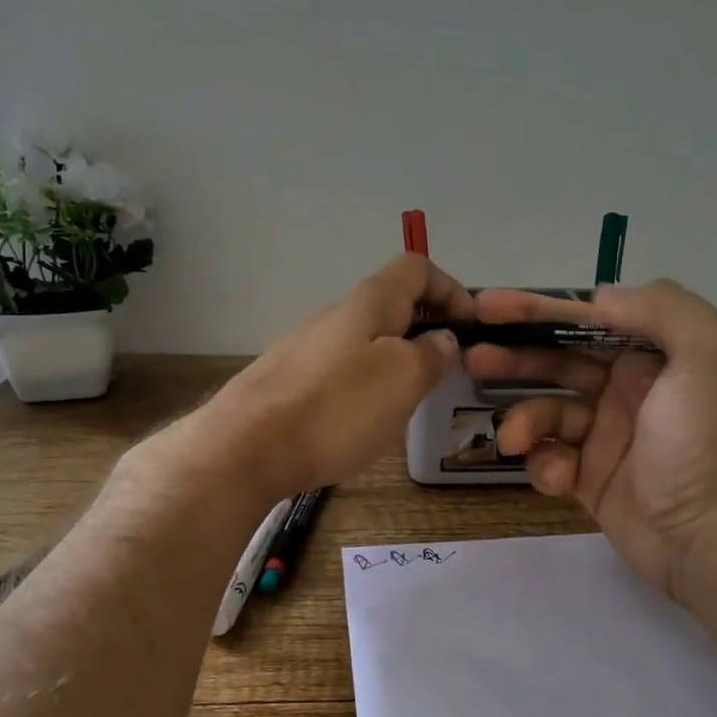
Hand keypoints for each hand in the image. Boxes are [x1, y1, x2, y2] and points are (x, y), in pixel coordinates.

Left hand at [194, 255, 472, 501]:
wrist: (245, 449)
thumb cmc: (336, 409)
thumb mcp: (402, 378)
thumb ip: (431, 353)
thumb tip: (441, 338)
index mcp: (367, 303)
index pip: (417, 268)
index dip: (451, 289)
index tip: (471, 329)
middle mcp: (333, 315)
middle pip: (390, 306)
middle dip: (425, 331)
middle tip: (443, 374)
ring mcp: (304, 348)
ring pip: (364, 341)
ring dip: (394, 361)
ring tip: (406, 404)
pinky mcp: (285, 381)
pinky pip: (339, 371)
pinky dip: (363, 385)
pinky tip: (359, 422)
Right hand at [465, 281, 716, 590]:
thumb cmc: (709, 445)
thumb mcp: (711, 356)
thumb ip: (662, 309)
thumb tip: (599, 298)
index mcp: (659, 355)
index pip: (588, 320)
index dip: (539, 309)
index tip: (488, 306)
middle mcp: (632, 389)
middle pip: (559, 360)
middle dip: (515, 356)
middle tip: (472, 356)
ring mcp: (609, 436)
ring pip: (548, 411)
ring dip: (524, 419)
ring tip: (513, 438)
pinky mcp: (592, 479)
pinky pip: (552, 459)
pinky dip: (546, 465)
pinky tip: (559, 479)